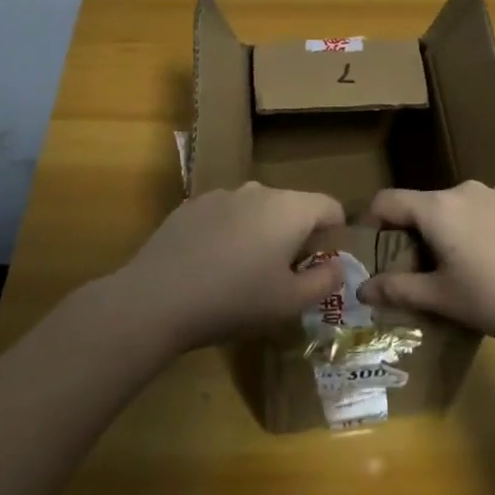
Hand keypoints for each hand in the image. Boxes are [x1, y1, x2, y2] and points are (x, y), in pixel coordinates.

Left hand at [113, 183, 346, 352]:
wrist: (157, 298)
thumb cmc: (234, 300)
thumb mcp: (289, 303)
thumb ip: (324, 282)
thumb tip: (337, 266)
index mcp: (290, 209)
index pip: (330, 206)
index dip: (335, 233)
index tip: (323, 264)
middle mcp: (259, 191)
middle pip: (292, 206)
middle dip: (296, 235)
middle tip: (283, 275)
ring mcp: (221, 194)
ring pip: (256, 209)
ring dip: (261, 233)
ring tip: (244, 272)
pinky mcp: (191, 206)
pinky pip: (225, 215)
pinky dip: (228, 234)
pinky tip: (210, 266)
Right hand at [353, 182, 494, 360]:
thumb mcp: (444, 300)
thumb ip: (398, 289)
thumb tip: (361, 288)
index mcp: (440, 209)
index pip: (389, 201)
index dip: (372, 220)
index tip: (371, 244)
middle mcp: (468, 189)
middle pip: (430, 205)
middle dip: (420, 233)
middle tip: (428, 270)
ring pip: (466, 207)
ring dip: (458, 230)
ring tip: (474, 268)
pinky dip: (492, 229)